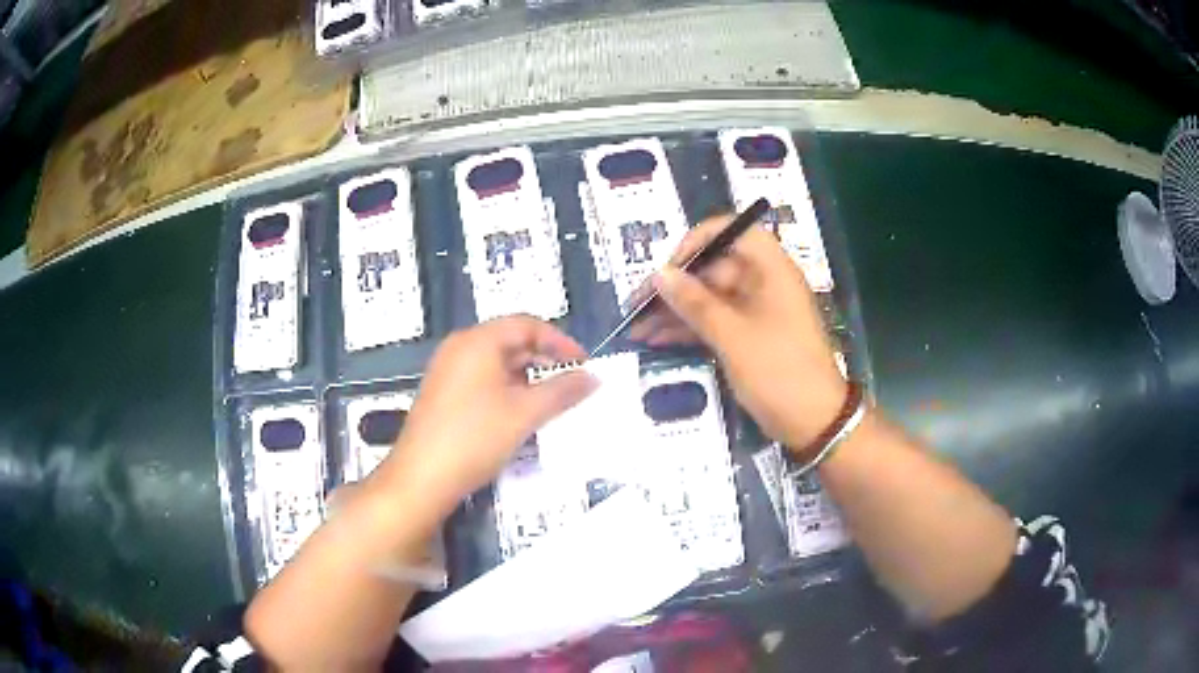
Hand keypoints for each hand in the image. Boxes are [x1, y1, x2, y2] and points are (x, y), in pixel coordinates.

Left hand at [374, 316, 596, 513]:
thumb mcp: (525, 414)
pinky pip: (482, 380)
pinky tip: (519, 414)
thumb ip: (562, 391)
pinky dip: (507, 390)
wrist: (421, 478)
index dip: (560, 341)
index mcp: (477, 341)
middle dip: (544, 360)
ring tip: (550, 402)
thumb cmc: (475, 438)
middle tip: (572, 383)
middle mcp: (459, 348)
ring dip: (527, 377)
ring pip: (497, 363)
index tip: (584, 363)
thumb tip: (593, 377)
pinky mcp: (443, 394)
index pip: (526, 324)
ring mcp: (447, 371)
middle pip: (510, 341)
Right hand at [630, 215, 845, 448]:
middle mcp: (763, 283)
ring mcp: (755, 311)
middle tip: (637, 305)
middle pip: (713, 269)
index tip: (670, 266)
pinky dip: (689, 329)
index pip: (733, 232)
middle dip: (675, 286)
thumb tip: (660, 274)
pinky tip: (656, 340)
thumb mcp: (733, 336)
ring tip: (637, 328)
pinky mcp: (749, 336)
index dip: (699, 241)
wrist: (814, 423)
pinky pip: (714, 322)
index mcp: (770, 270)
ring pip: (709, 299)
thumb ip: (695, 303)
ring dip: (675, 311)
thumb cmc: (779, 372)